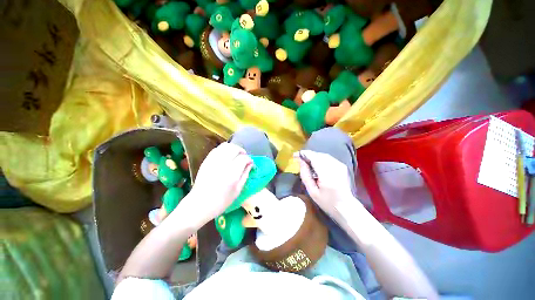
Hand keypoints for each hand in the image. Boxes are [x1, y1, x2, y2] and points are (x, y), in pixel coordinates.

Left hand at [171, 143, 252, 228]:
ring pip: (225, 146)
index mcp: (231, 174)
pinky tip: (226, 155)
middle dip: (241, 151)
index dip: (249, 159)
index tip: (250, 163)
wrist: (199, 205)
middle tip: (244, 157)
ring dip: (233, 148)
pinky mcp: (206, 161)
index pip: (243, 158)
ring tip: (236, 154)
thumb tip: (250, 164)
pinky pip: (216, 149)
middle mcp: (222, 164)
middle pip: (234, 149)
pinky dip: (224, 149)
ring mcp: (212, 161)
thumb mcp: (237, 190)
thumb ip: (245, 175)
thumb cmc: (221, 202)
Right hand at [295, 150, 357, 219]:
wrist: (346, 207)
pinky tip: (316, 165)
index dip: (304, 154)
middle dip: (308, 155)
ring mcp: (340, 165)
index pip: (314, 158)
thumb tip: (301, 161)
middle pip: (318, 155)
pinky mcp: (342, 166)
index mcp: (327, 175)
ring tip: (307, 162)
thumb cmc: (327, 202)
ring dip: (314, 156)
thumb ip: (305, 175)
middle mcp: (335, 167)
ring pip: (323, 155)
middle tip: (300, 159)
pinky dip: (320, 159)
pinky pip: (328, 158)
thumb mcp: (312, 192)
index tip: (295, 155)